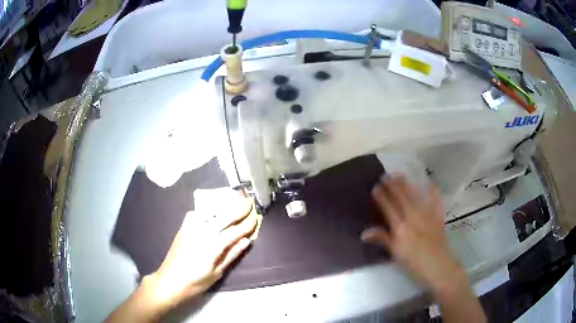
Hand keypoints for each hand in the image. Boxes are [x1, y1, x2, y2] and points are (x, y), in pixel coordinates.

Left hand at [146, 195, 256, 311]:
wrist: (170, 280)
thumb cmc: (196, 282)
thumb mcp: (217, 273)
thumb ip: (232, 254)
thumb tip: (247, 240)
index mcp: (213, 245)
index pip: (235, 231)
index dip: (248, 223)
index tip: (257, 215)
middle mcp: (203, 232)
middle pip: (225, 216)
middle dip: (239, 207)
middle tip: (250, 200)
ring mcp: (191, 228)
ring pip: (211, 211)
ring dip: (225, 205)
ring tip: (235, 200)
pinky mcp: (184, 227)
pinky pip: (198, 214)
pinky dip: (207, 210)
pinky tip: (212, 212)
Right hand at [361, 174, 461, 292]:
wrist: (438, 267)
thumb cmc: (414, 263)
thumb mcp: (395, 253)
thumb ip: (382, 239)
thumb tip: (364, 233)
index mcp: (400, 227)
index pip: (388, 207)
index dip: (381, 196)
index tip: (375, 187)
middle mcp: (413, 216)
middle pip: (401, 197)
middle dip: (393, 185)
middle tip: (385, 175)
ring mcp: (427, 214)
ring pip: (415, 195)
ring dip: (407, 184)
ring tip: (400, 175)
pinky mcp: (438, 216)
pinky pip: (435, 200)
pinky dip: (432, 191)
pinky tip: (429, 183)